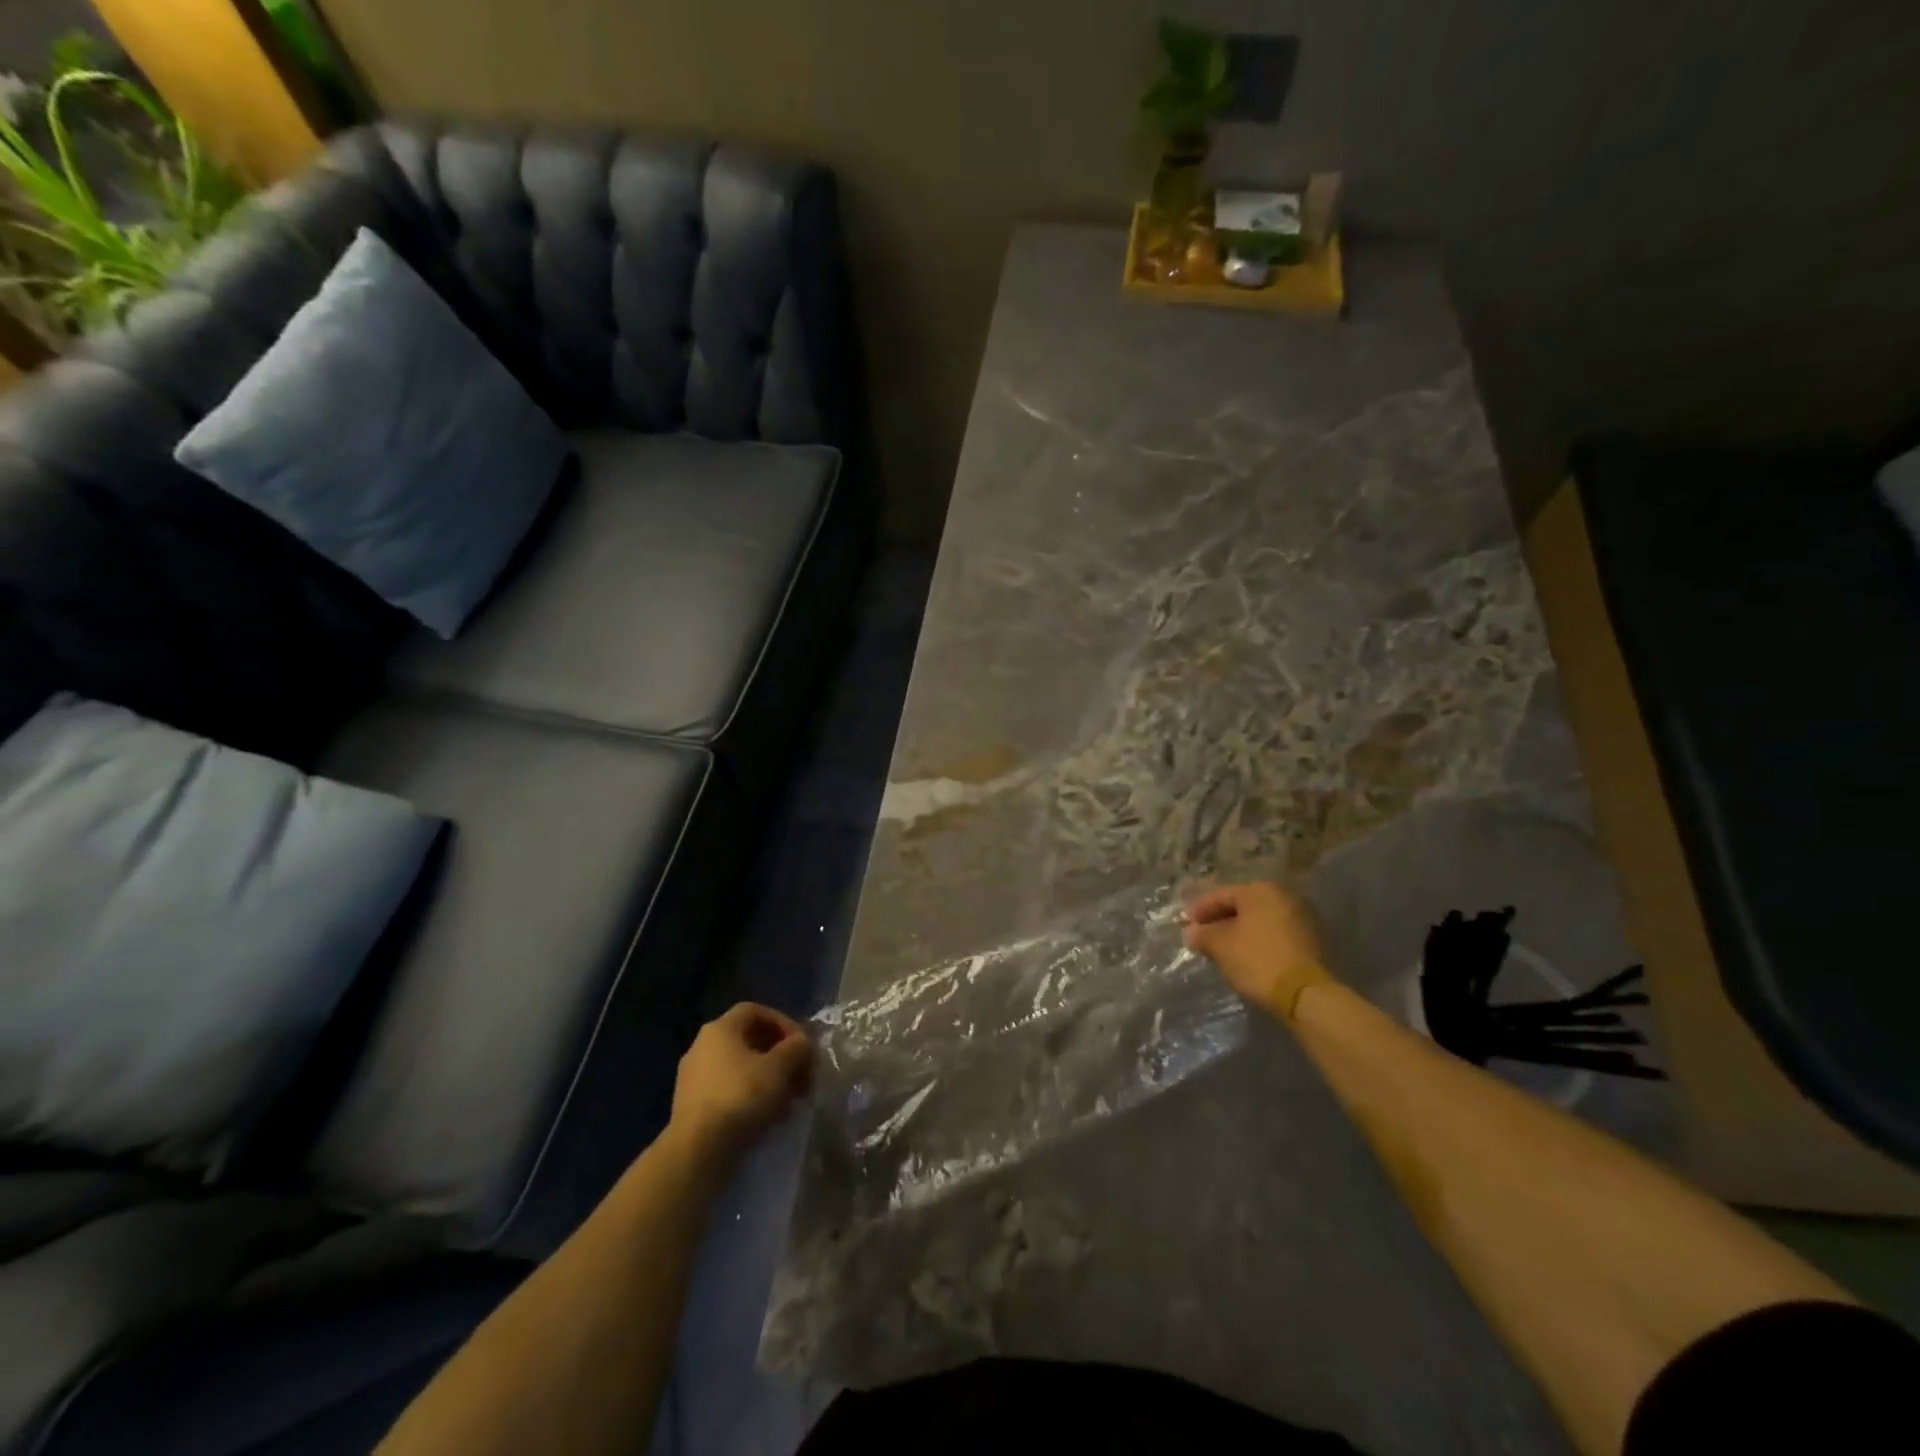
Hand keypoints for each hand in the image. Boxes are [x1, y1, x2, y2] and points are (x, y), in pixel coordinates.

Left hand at [669, 1003, 812, 1159]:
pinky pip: (730, 1091)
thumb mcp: (779, 1068)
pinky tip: (771, 1116)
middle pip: (751, 1041)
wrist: (697, 1151)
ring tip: (791, 1100)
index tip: (803, 1044)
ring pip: (742, 1068)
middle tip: (803, 1075)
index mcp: (720, 1029)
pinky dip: (753, 1097)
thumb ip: (796, 1048)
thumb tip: (802, 1043)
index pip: (757, 1011)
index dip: (784, 1023)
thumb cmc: (740, 1097)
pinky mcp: (693, 1106)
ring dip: (771, 1079)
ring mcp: (694, 1078)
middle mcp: (702, 1046)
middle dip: (782, 1056)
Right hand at [1184, 881, 1332, 1020]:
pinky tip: (1250, 956)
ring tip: (1225, 949)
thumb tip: (1192, 932)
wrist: (1308, 995)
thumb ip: (1203, 935)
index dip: (1200, 910)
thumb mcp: (1221, 946)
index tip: (1187, 926)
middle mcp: (1286, 896)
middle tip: (1204, 937)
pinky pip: (1278, 934)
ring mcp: (1305, 917)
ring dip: (1242, 931)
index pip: (1221, 895)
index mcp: (1261, 890)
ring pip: (1262, 920)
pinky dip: (1261, 941)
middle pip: (1243, 906)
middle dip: (1221, 920)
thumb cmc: (1259, 960)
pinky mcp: (1316, 940)